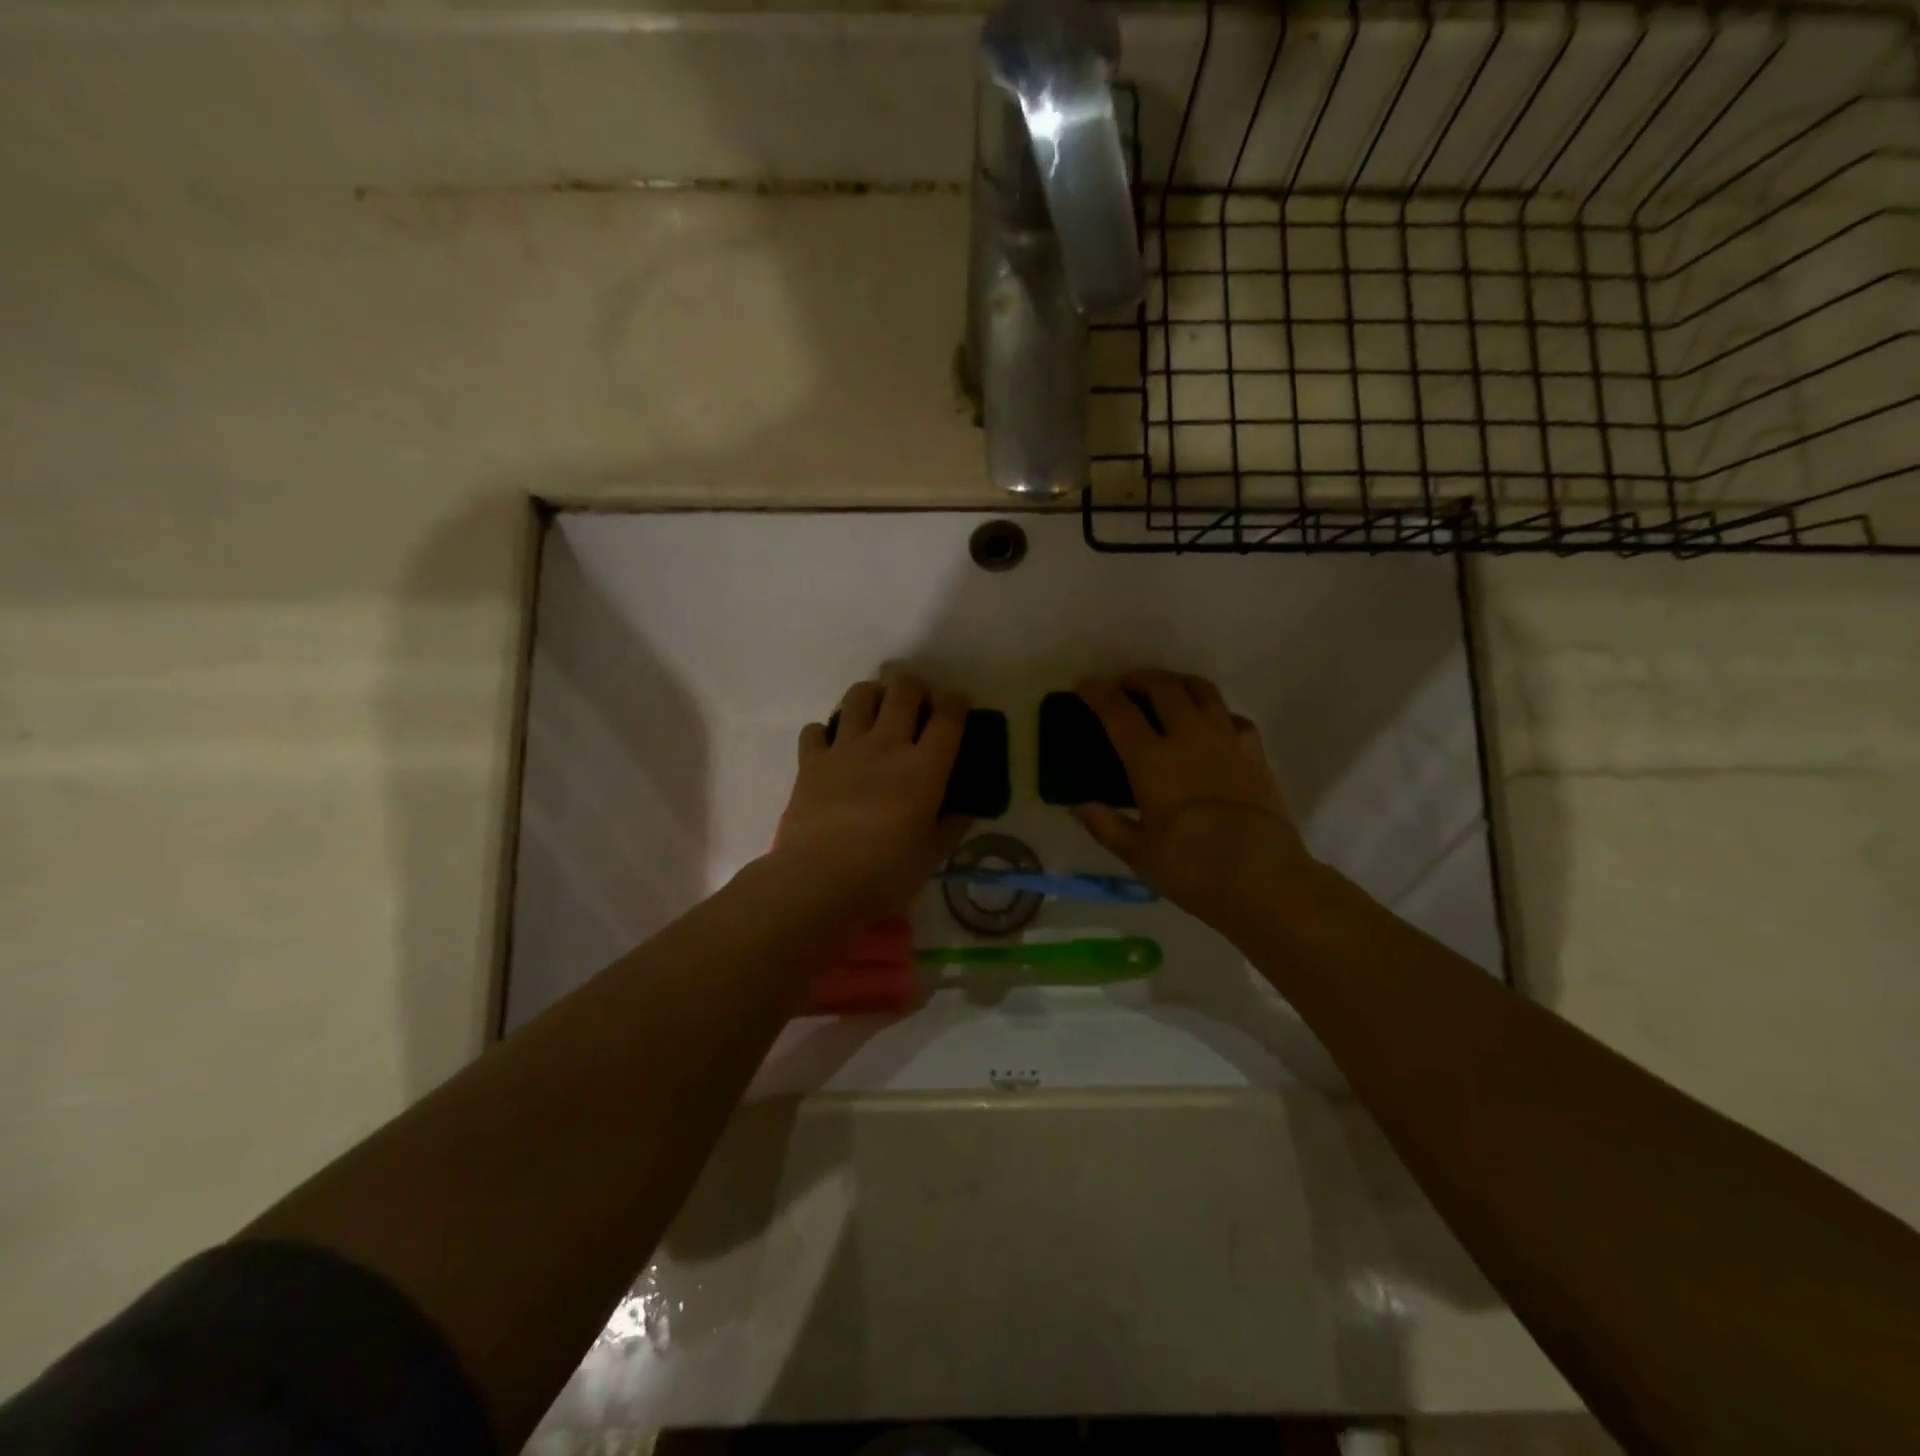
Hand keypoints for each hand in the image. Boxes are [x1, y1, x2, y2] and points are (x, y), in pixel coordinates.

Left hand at [772, 675, 971, 918]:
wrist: (819, 881)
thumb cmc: (885, 874)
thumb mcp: (931, 857)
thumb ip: (950, 828)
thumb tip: (963, 812)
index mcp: (924, 768)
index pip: (948, 718)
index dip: (957, 703)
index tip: (959, 702)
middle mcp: (886, 746)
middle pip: (903, 692)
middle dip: (914, 686)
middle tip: (917, 699)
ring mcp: (845, 749)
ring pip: (858, 697)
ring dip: (871, 694)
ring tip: (875, 708)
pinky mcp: (810, 761)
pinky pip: (815, 730)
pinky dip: (824, 732)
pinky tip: (830, 746)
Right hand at [1072, 671, 1316, 933]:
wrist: (1265, 880)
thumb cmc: (1193, 870)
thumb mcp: (1138, 854)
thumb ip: (1105, 825)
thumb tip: (1080, 806)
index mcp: (1152, 761)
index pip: (1118, 713)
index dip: (1097, 693)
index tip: (1084, 684)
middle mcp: (1189, 738)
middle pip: (1164, 687)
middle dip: (1139, 678)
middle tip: (1125, 687)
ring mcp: (1227, 741)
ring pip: (1202, 690)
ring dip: (1177, 683)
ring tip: (1165, 692)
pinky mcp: (1255, 753)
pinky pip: (1232, 716)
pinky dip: (1214, 711)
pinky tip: (1209, 726)